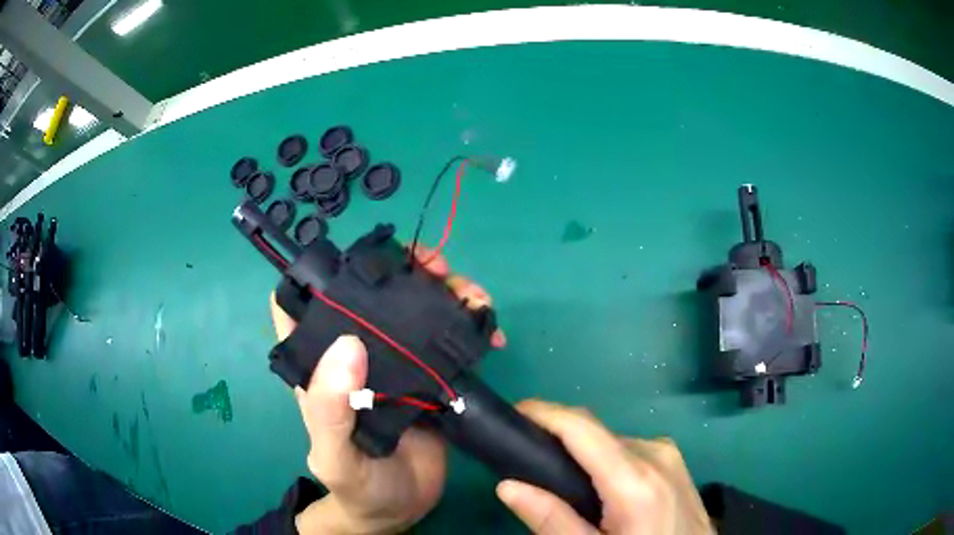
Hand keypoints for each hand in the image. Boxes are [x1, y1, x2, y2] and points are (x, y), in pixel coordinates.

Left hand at [271, 247, 505, 533]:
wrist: (400, 510)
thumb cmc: (357, 486)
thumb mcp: (336, 456)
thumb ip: (331, 410)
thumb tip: (348, 345)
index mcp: (320, 365)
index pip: (301, 303)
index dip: (317, 273)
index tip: (357, 260)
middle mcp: (356, 355)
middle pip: (371, 293)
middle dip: (405, 268)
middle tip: (438, 268)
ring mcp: (397, 364)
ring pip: (415, 309)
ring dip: (446, 292)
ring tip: (475, 298)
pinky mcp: (430, 378)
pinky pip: (448, 340)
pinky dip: (470, 326)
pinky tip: (490, 332)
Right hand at [496, 401, 712, 534]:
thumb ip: (553, 521)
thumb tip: (508, 486)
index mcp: (635, 480)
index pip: (583, 428)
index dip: (545, 412)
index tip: (514, 412)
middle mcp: (655, 454)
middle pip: (596, 434)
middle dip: (560, 438)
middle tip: (527, 461)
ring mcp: (669, 456)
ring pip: (613, 443)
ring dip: (584, 453)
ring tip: (561, 481)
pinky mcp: (675, 462)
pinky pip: (631, 451)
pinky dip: (606, 461)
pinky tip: (598, 488)